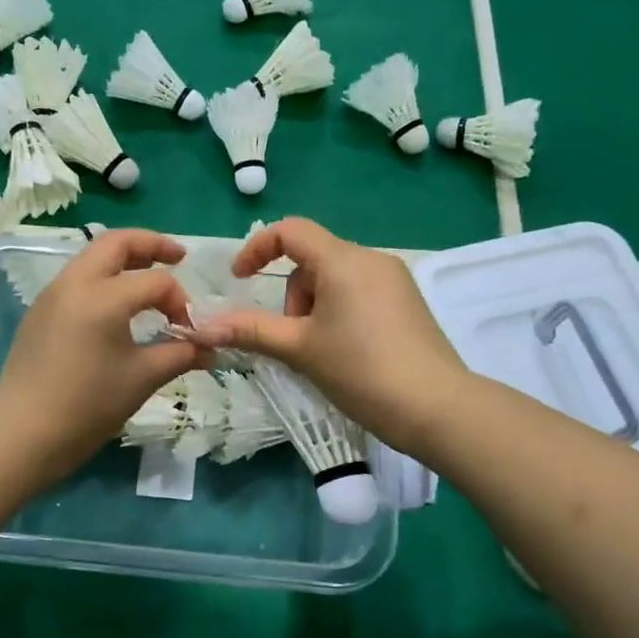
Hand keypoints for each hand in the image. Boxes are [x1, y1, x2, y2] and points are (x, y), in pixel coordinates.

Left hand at [0, 229, 205, 483]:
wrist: (23, 436)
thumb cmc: (88, 406)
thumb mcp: (143, 378)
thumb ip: (181, 354)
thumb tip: (210, 348)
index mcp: (103, 297)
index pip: (156, 281)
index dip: (181, 301)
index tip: (190, 330)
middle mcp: (74, 283)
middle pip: (115, 243)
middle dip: (151, 245)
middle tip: (178, 257)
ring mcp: (51, 296)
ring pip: (92, 258)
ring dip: (124, 260)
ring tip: (148, 278)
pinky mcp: (39, 313)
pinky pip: (76, 280)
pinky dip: (102, 280)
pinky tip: (116, 309)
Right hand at [187, 217, 468, 454]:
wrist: (436, 407)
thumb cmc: (361, 371)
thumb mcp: (300, 350)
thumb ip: (251, 331)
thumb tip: (202, 327)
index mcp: (343, 261)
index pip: (290, 230)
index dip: (257, 249)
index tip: (239, 280)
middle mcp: (371, 259)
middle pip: (312, 260)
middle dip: (293, 297)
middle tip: (297, 340)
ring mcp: (394, 279)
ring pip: (335, 279)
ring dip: (315, 308)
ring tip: (324, 352)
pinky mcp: (408, 301)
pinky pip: (359, 292)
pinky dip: (340, 313)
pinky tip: (349, 352)